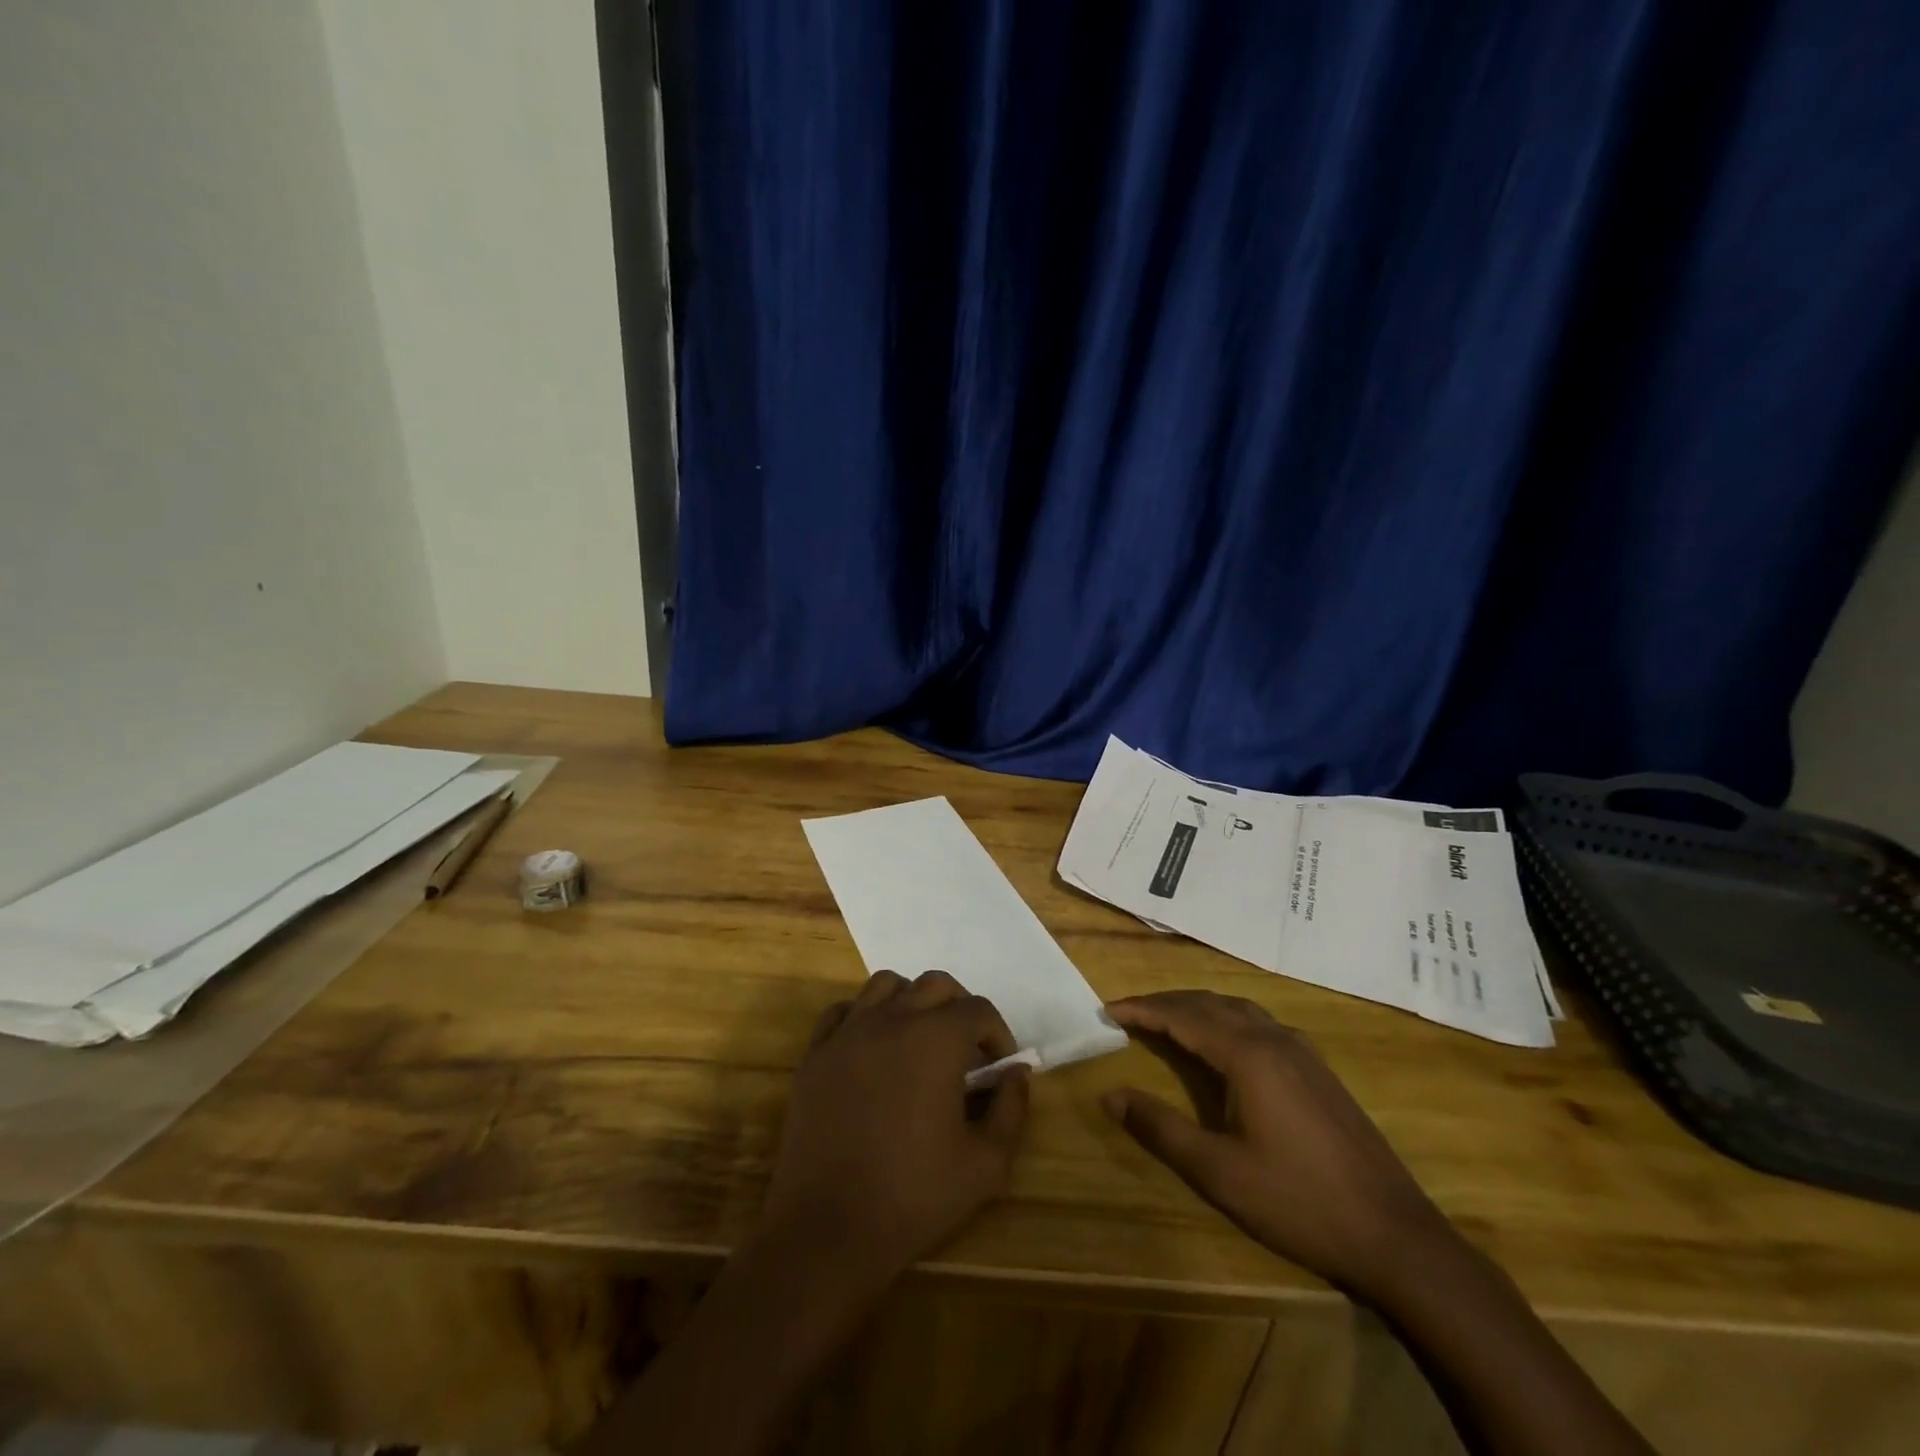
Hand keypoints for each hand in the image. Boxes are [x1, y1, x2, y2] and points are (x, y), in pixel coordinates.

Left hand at [758, 970, 1029, 1282]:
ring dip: (911, 1001)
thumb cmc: (914, 1197)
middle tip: (966, 1048)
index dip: (998, 1035)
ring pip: (886, 985)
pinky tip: (872, 1049)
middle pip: (935, 984)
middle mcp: (892, 1020)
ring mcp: (848, 1033)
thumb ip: (1011, 1110)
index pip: (979, 1010)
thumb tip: (1017, 1073)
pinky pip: (843, 1012)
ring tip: (919, 1039)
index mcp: (937, 1040)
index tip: (999, 1068)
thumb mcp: (986, 1165)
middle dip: (960, 1008)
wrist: (828, 1228)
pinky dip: (864, 1017)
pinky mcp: (816, 1053)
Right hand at [1103, 990, 1448, 1300]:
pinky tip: (1224, 1043)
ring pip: (1237, 1009)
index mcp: (1247, 1055)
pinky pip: (1259, 1023)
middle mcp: (1273, 1039)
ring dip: (1197, 1007)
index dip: (1142, 1010)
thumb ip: (1161, 1128)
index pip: (1182, 1016)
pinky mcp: (1318, 1069)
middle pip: (1208, 1003)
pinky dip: (1226, 1019)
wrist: (1396, 1236)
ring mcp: (1302, 1051)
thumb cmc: (1299, 1202)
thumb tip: (1110, 1096)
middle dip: (1165, 1002)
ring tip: (1167, 1020)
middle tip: (1129, 1013)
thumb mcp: (1219, 1172)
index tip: (1107, 1010)